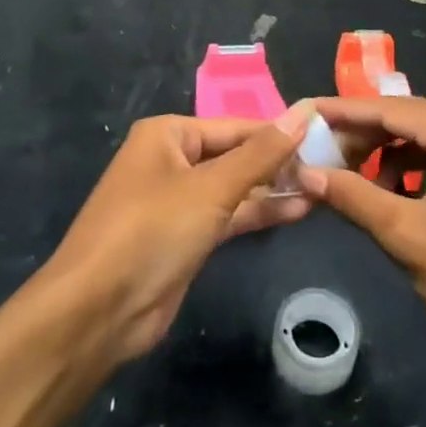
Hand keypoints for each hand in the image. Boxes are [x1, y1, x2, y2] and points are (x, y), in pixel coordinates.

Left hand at [43, 106, 311, 364]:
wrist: (95, 314)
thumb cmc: (151, 231)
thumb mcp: (211, 188)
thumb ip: (261, 153)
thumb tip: (303, 113)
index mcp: (168, 134)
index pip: (236, 126)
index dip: (279, 132)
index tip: (325, 136)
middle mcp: (171, 160)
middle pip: (235, 155)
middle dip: (278, 163)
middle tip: (330, 166)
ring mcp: (177, 201)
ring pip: (234, 187)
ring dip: (273, 190)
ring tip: (322, 188)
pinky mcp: (184, 238)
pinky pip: (228, 216)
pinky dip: (258, 213)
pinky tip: (296, 211)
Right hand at [299, 97, 425, 359]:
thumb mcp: (407, 237)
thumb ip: (354, 196)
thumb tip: (305, 172)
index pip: (390, 109)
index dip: (342, 112)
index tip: (303, 112)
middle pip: (405, 118)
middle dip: (360, 134)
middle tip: (316, 151)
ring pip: (419, 137)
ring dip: (382, 153)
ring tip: (345, 176)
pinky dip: (407, 168)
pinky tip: (385, 193)